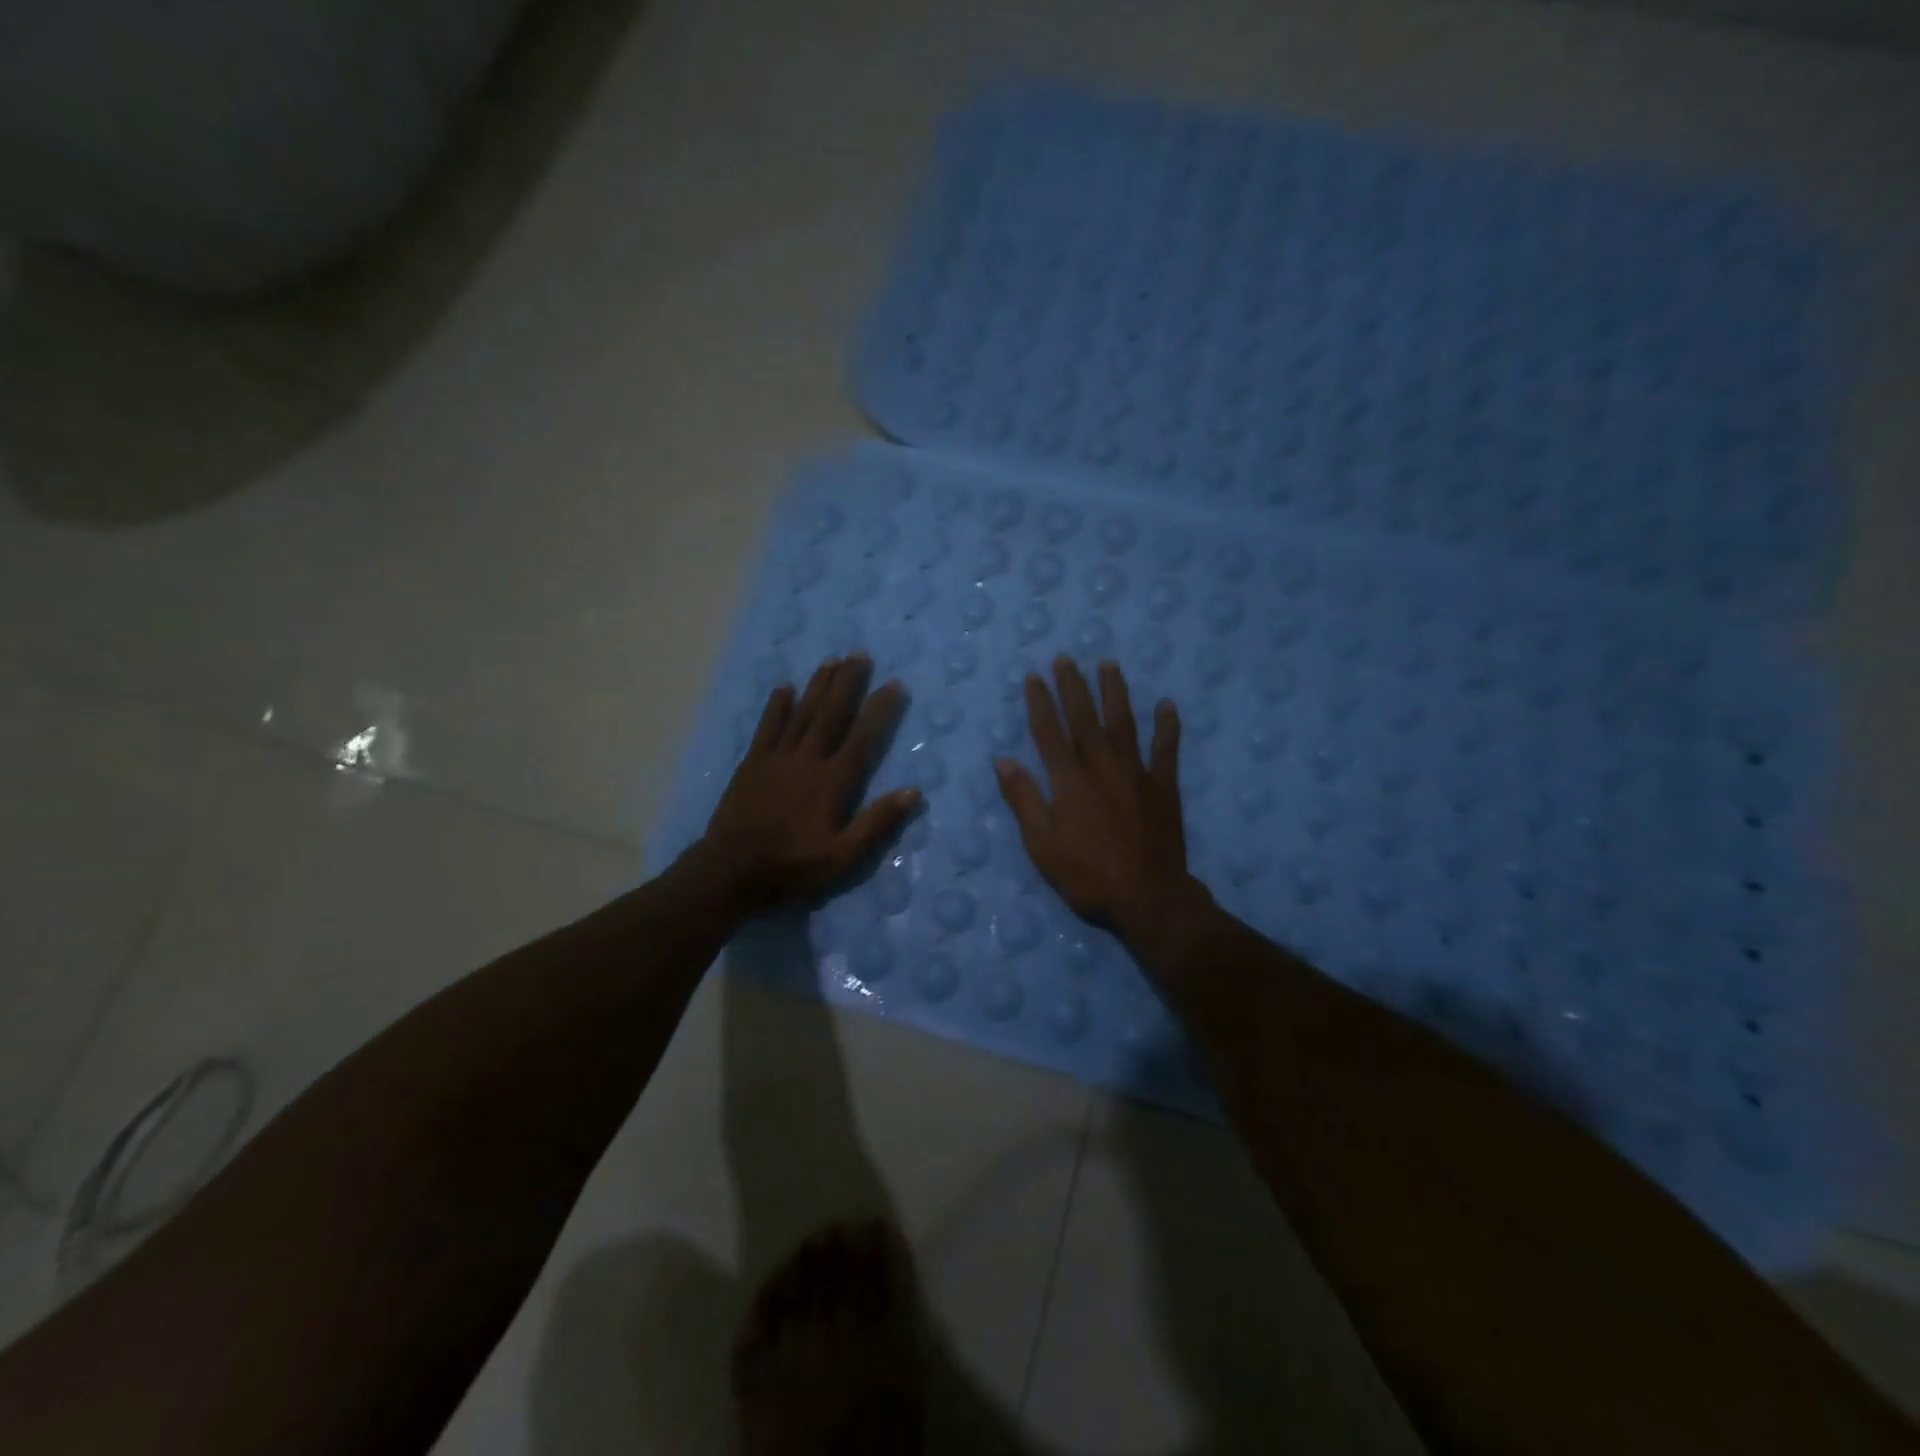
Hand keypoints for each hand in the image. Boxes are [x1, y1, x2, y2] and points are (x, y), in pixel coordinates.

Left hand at [700, 655, 919, 913]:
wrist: (731, 871)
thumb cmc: (792, 867)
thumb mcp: (843, 857)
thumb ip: (877, 823)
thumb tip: (913, 792)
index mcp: (832, 783)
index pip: (862, 738)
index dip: (879, 710)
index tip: (894, 684)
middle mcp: (807, 761)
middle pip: (831, 715)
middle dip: (848, 684)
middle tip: (860, 655)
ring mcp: (776, 759)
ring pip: (801, 714)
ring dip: (817, 686)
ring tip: (832, 660)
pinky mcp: (752, 764)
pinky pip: (767, 728)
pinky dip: (776, 707)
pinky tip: (784, 688)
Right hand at [994, 657, 1197, 936]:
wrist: (1148, 898)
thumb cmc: (1088, 875)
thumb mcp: (1042, 844)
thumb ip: (1024, 799)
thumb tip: (1002, 760)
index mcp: (1070, 782)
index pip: (1049, 733)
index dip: (1040, 703)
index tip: (1034, 677)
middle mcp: (1102, 768)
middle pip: (1085, 719)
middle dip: (1073, 687)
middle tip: (1066, 658)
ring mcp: (1137, 774)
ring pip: (1124, 724)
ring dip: (1115, 693)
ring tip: (1109, 665)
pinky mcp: (1164, 788)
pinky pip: (1167, 750)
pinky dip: (1167, 726)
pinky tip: (1167, 705)